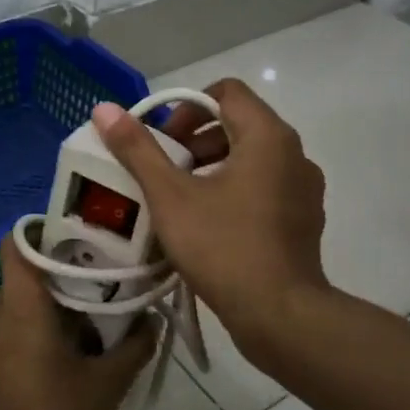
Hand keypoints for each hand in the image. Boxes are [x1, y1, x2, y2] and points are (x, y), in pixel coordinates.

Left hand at [0, 235, 156, 409]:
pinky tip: (39, 372)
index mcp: (20, 309)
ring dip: (35, 318)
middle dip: (52, 286)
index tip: (72, 244)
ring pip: (7, 313)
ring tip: (70, 340)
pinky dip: (16, 345)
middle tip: (89, 299)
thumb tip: (151, 318)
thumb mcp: (109, 384)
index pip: (16, 245)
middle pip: (19, 282)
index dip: (40, 234)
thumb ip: (135, 345)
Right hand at [92, 78, 327, 359]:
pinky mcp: (304, 219)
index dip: (188, 106)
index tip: (162, 139)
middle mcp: (294, 153)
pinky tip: (208, 222)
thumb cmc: (224, 247)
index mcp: (267, 136)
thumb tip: (104, 108)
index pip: (226, 92)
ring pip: (252, 157)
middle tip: (164, 169)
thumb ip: (138, 149)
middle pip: (238, 123)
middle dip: (196, 139)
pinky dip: (235, 189)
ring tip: (180, 196)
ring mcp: (304, 188)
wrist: (281, 316)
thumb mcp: (170, 196)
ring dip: (213, 164)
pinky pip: (265, 186)